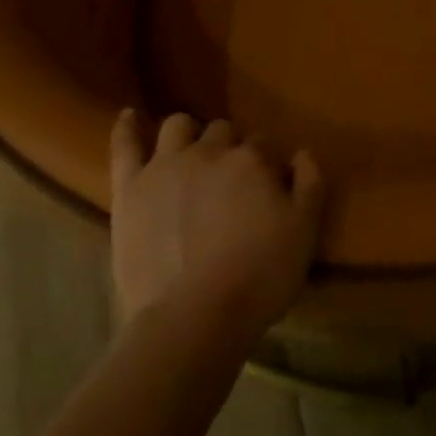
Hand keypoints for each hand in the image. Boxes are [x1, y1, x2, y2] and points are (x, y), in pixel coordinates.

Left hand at [108, 109, 324, 337]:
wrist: (194, 319)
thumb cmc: (257, 278)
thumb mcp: (304, 233)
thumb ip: (310, 184)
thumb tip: (302, 153)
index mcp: (252, 159)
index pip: (264, 144)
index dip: (266, 162)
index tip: (267, 185)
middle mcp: (209, 150)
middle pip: (222, 131)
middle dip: (229, 146)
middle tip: (230, 178)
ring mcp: (166, 165)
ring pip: (178, 126)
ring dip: (188, 133)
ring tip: (190, 152)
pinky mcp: (131, 188)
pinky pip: (125, 145)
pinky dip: (127, 127)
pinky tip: (129, 116)